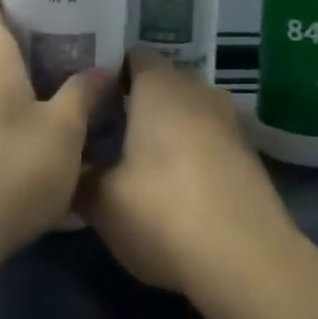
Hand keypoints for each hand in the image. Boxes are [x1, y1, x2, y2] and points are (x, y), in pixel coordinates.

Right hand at [77, 53, 299, 298]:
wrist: (249, 261)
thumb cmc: (164, 213)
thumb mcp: (103, 202)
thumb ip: (79, 175)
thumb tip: (68, 166)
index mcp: (159, 84)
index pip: (130, 56)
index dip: (106, 73)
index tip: (86, 98)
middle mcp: (197, 89)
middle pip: (159, 83)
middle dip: (134, 102)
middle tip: (105, 131)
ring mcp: (228, 119)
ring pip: (187, 111)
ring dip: (166, 128)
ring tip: (139, 160)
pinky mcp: (249, 153)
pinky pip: (209, 138)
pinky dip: (192, 152)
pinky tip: (177, 186)